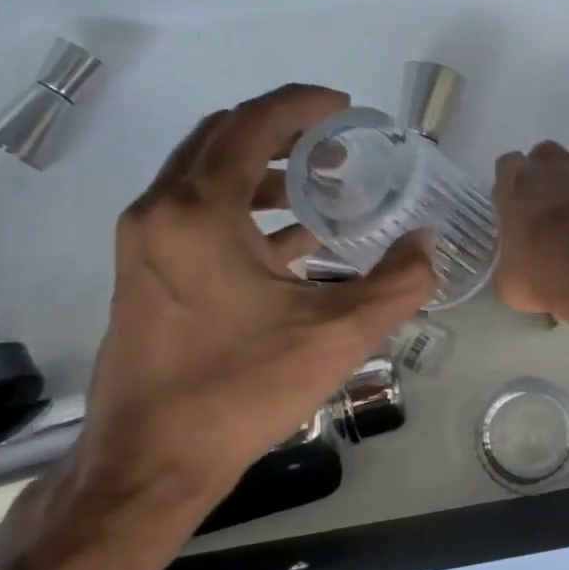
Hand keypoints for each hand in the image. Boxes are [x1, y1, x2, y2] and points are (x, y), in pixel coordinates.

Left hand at [57, 85, 434, 554]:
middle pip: (221, 138)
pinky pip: (193, 214)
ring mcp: (143, 243)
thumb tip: (426, 244)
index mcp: (197, 211)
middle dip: (281, 131)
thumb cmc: (239, 391)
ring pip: (203, 175)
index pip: (252, 124)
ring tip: (317, 187)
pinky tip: (289, 242)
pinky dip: (241, 209)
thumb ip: (396, 283)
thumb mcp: (335, 337)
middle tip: (334, 144)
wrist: (149, 464)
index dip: (302, 105)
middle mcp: (159, 211)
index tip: (345, 108)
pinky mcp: (142, 273)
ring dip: (261, 170)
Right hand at [492, 141, 568, 319]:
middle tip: (545, 209)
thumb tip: (511, 267)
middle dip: (543, 178)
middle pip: (543, 159)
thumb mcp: (508, 282)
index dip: (510, 187)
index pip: (506, 167)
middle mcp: (550, 166)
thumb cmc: (546, 270)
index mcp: (515, 183)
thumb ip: (505, 263)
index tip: (514, 209)